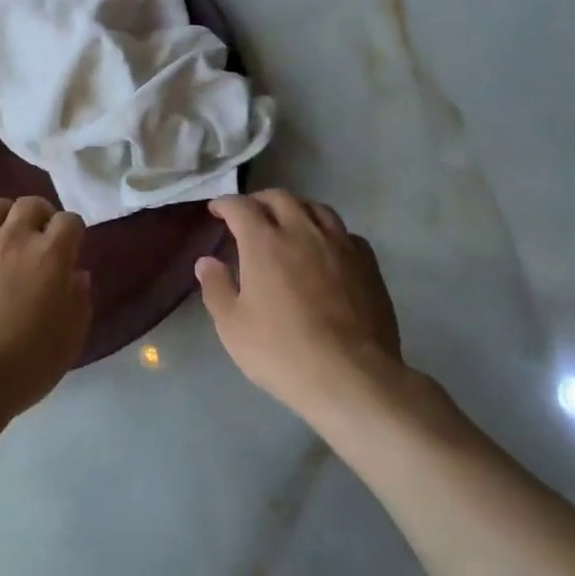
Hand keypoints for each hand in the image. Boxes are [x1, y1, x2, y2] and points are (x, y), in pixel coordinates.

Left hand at [0, 196, 92, 420]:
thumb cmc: (23, 365)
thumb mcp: (69, 340)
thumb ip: (78, 301)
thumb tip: (76, 275)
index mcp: (50, 256)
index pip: (69, 222)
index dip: (72, 233)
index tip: (69, 249)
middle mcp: (13, 237)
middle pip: (30, 205)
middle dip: (40, 216)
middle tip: (38, 238)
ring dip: (4, 217)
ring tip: (3, 237)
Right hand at [196, 191, 410, 419]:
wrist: (351, 377)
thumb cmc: (282, 351)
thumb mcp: (232, 326)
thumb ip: (216, 288)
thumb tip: (206, 262)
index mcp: (264, 242)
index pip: (240, 206)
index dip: (225, 204)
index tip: (216, 210)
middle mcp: (302, 232)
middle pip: (280, 198)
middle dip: (259, 201)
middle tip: (249, 215)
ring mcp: (339, 245)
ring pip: (316, 208)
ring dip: (296, 209)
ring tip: (288, 223)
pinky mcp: (368, 264)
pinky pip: (345, 233)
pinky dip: (328, 232)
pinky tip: (326, 249)